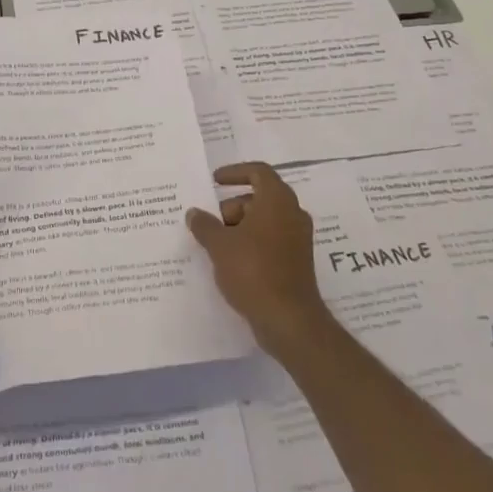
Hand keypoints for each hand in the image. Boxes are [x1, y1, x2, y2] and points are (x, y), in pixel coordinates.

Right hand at [186, 163, 334, 357]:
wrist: (289, 319)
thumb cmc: (253, 271)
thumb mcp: (219, 245)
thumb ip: (204, 225)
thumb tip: (194, 213)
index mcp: (277, 201)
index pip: (258, 171)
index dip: (234, 172)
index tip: (214, 181)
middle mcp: (292, 214)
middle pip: (259, 198)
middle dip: (232, 207)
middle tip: (210, 224)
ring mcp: (298, 239)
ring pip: (264, 221)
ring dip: (239, 227)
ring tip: (216, 246)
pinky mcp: (297, 261)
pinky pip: (270, 241)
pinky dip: (251, 243)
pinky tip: (230, 262)